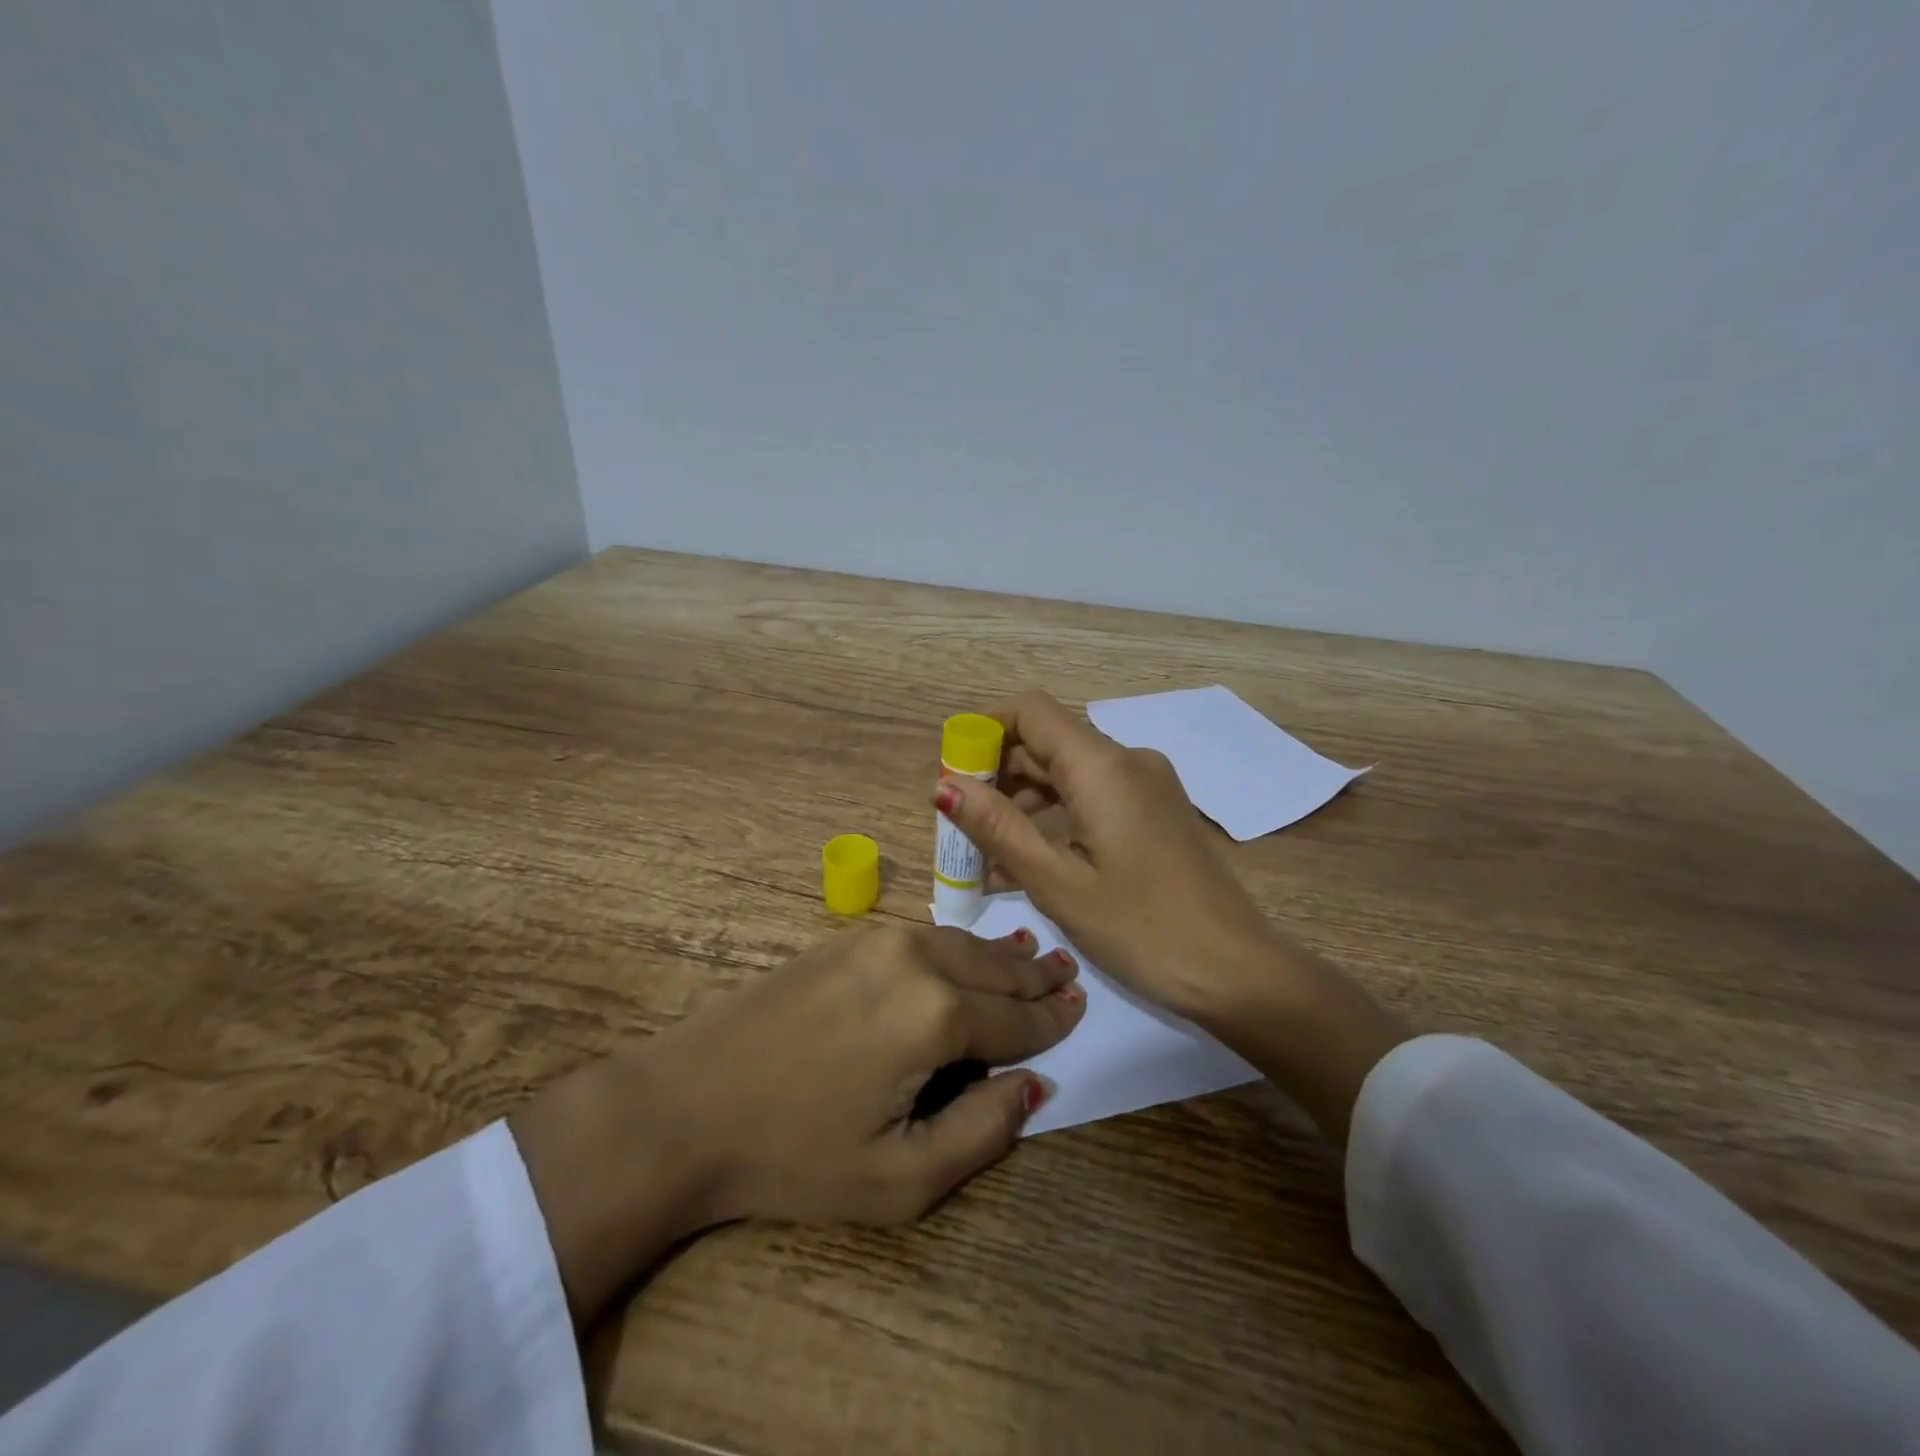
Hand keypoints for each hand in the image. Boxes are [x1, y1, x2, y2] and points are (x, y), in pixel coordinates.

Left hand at [512, 922, 1083, 1324]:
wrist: (686, 1104)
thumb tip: (1032, 1085)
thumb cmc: (794, 1156)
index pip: (1017, 1016)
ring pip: (961, 941)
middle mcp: (916, 958)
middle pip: (995, 966)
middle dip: (1035, 975)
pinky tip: (967, 954)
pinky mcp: (846, 937)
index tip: (1081, 1008)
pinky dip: (957, 946)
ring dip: (998, 956)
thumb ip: (981, 1131)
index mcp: (936, 1015)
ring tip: (1030, 959)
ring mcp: (877, 939)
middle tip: (1068, 974)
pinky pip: (923, 935)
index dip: (1053, 1018)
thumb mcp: (899, 1178)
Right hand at [931, 690, 1283, 1021]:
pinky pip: (1093, 798)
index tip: (952, 775)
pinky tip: (1025, 863)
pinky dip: (1055, 819)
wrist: (1238, 972)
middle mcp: (1127, 761)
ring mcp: (1147, 786)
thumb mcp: (1057, 883)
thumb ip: (998, 828)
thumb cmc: (1142, 929)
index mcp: (1102, 766)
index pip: (1030, 711)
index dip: (983, 731)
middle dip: (996, 775)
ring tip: (983, 855)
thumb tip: (943, 785)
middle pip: (1047, 742)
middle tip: (957, 825)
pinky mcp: (1156, 812)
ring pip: (1068, 773)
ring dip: (1022, 803)